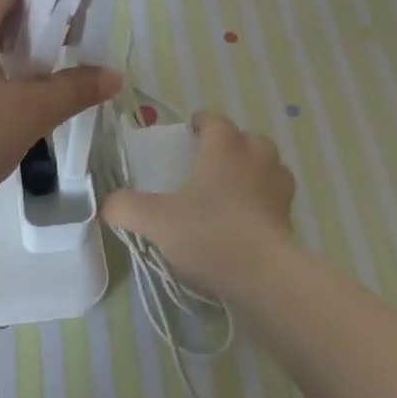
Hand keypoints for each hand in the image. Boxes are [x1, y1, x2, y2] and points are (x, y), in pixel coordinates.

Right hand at [101, 110, 296, 298]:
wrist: (265, 276)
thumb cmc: (208, 233)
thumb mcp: (154, 220)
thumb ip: (124, 207)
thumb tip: (105, 204)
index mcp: (224, 149)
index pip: (216, 121)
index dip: (203, 121)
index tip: (190, 130)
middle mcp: (256, 161)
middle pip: (251, 139)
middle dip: (234, 143)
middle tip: (211, 160)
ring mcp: (278, 191)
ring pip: (271, 167)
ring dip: (255, 170)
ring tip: (232, 188)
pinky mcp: (291, 221)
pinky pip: (278, 200)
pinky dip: (264, 202)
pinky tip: (246, 220)